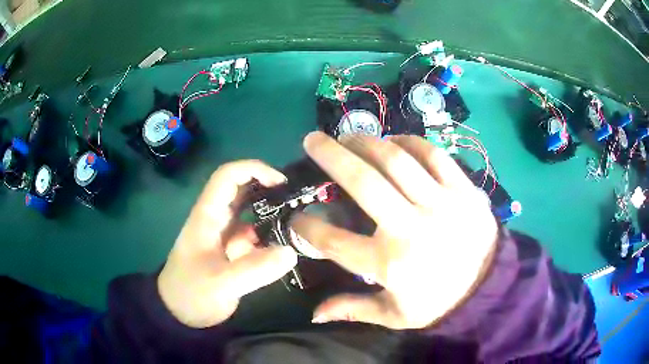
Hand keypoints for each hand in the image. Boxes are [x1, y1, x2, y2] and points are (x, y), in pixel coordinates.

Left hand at [158, 161, 297, 327]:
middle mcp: (215, 219)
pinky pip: (252, 236)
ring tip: (297, 225)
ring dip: (270, 215)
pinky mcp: (230, 250)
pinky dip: (267, 238)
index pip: (228, 176)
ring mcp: (223, 235)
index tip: (281, 183)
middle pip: (241, 190)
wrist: (179, 314)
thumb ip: (254, 269)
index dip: (254, 170)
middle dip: (267, 190)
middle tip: (296, 201)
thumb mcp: (221, 283)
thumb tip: (291, 252)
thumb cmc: (192, 293)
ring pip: (249, 214)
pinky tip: (283, 250)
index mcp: (207, 216)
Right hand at [291, 132, 497, 328]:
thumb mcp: (394, 315)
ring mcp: (440, 203)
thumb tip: (314, 314)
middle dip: (330, 156)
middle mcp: (411, 227)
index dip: (307, 227)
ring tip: (350, 137)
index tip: (296, 218)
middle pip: (363, 182)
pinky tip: (394, 142)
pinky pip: (433, 155)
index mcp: (390, 263)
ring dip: (366, 143)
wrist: (488, 287)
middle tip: (312, 140)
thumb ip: (353, 310)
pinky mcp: (463, 189)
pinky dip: (409, 143)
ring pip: (397, 160)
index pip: (334, 241)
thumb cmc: (438, 302)